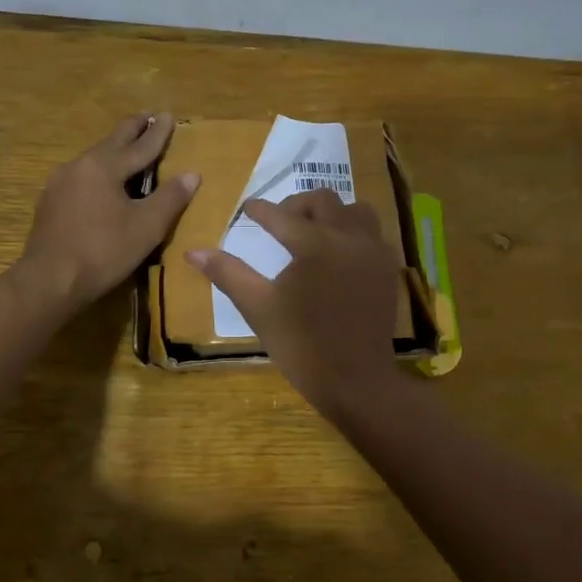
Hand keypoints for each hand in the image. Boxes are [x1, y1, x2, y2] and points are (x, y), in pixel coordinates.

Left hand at [17, 114, 199, 313]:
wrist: (49, 280)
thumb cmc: (104, 251)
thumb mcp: (146, 227)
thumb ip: (170, 198)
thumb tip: (192, 174)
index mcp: (104, 166)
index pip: (140, 145)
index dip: (158, 133)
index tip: (169, 115)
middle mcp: (79, 165)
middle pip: (112, 142)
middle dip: (132, 129)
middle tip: (147, 116)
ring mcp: (59, 183)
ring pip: (94, 159)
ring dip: (113, 151)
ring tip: (127, 149)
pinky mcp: (49, 202)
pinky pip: (81, 177)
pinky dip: (98, 173)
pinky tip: (101, 183)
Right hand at [185, 188, 402, 411]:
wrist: (355, 380)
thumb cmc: (301, 345)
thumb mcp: (258, 308)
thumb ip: (228, 273)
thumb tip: (193, 251)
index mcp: (314, 244)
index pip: (280, 215)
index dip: (260, 210)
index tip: (248, 208)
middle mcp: (348, 237)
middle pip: (323, 201)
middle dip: (297, 205)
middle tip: (280, 221)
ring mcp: (373, 252)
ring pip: (355, 211)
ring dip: (332, 214)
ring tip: (314, 232)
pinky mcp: (388, 269)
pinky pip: (373, 234)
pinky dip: (354, 232)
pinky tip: (339, 253)